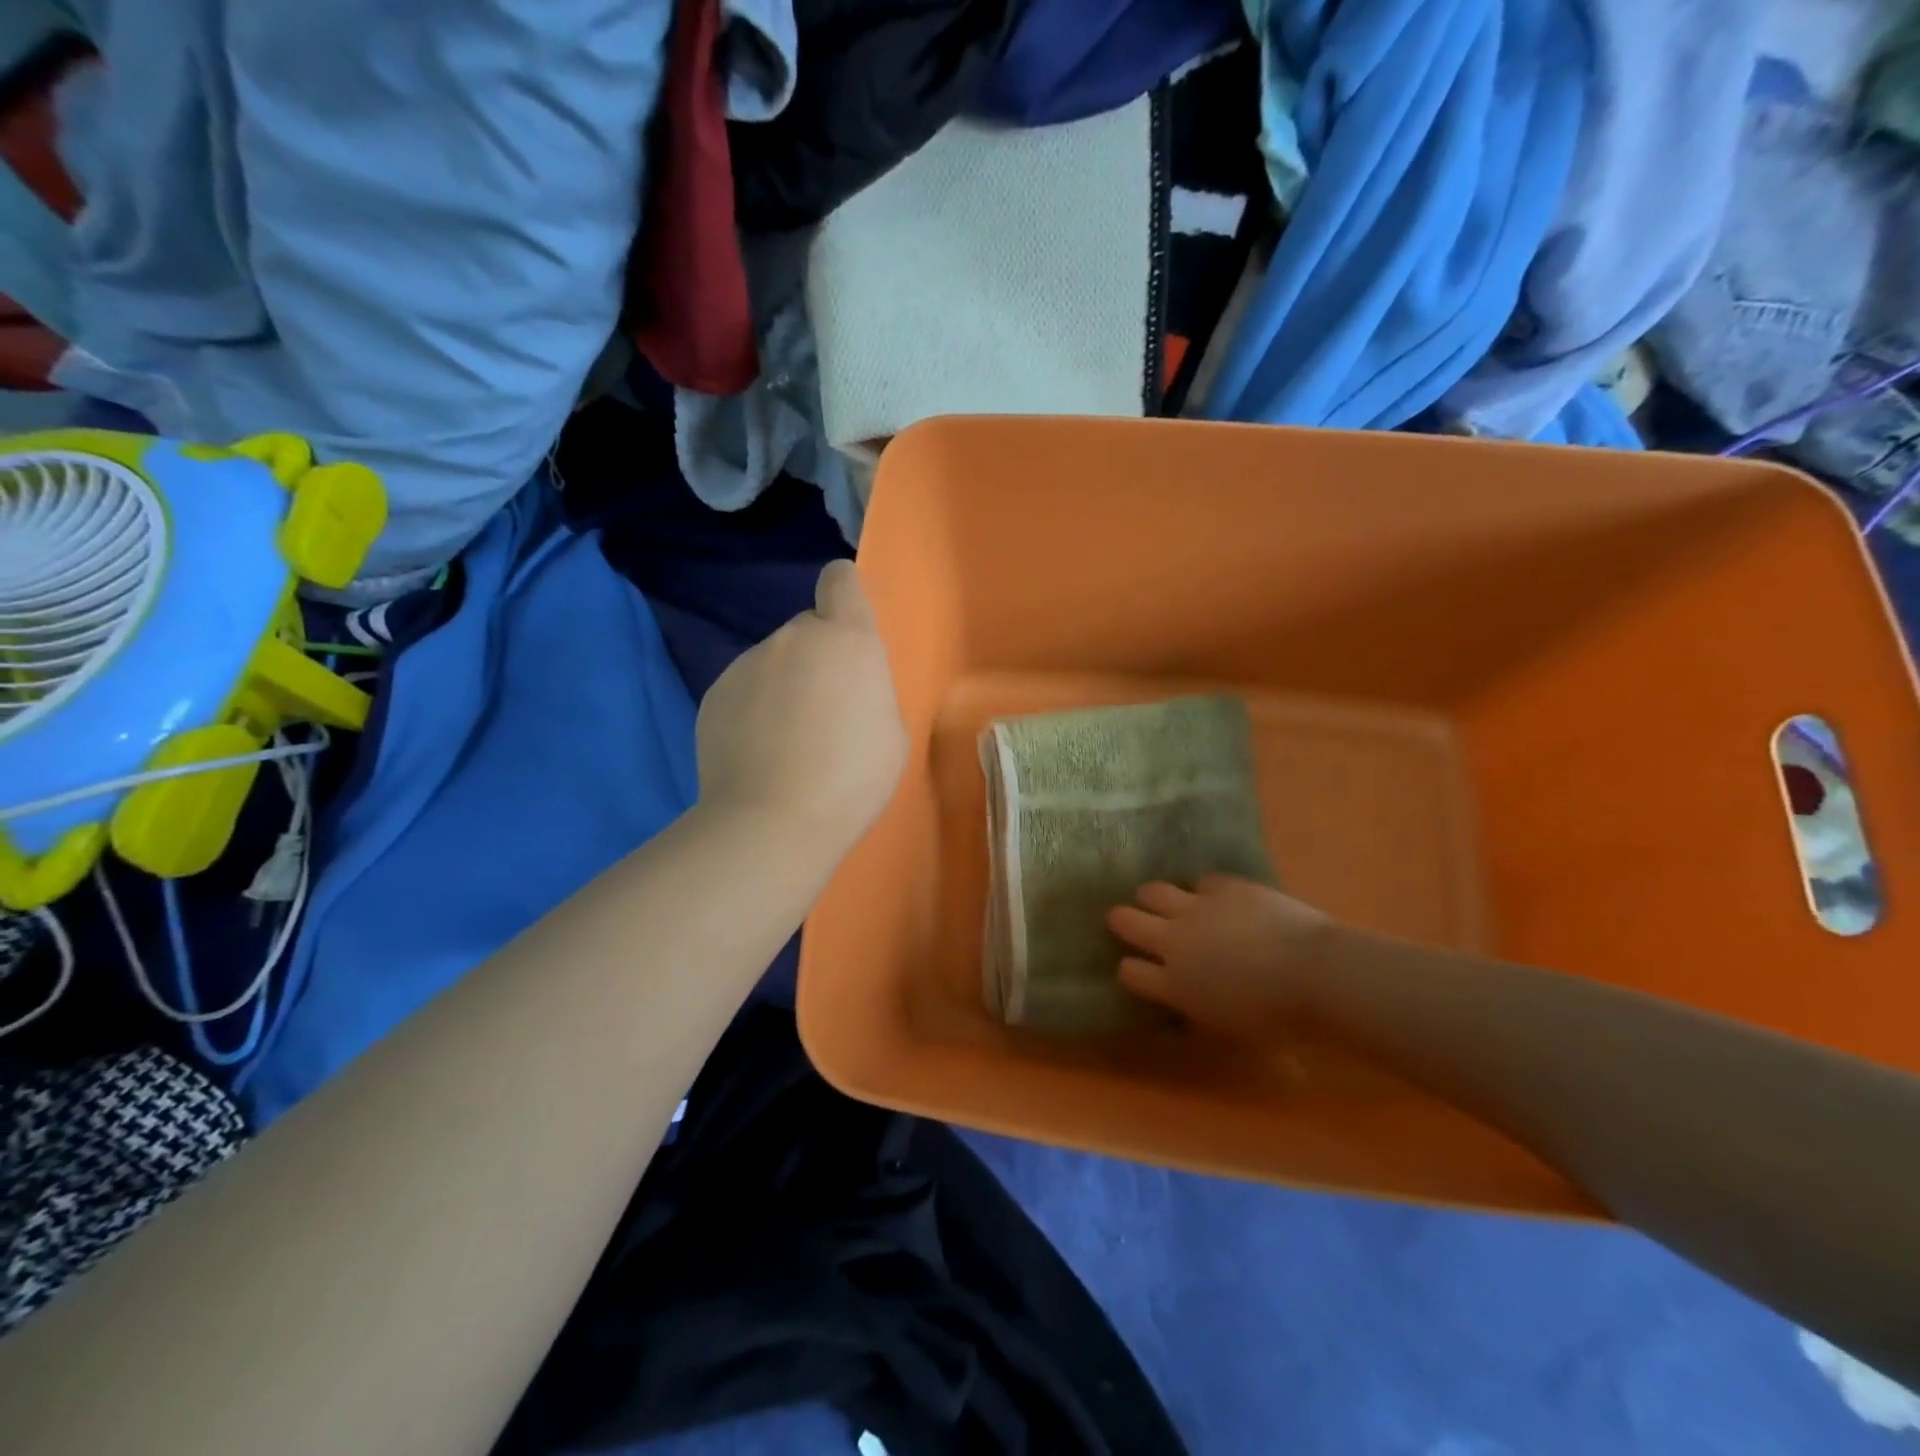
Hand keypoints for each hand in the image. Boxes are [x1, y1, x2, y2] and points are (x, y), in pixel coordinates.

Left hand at [695, 561, 906, 854]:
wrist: (772, 821)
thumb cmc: (852, 778)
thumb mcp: (891, 733)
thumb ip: (869, 693)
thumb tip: (844, 692)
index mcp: (848, 640)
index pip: (841, 580)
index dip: (845, 592)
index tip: (846, 622)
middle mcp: (794, 638)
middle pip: (808, 630)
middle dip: (819, 658)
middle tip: (825, 711)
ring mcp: (747, 664)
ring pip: (773, 662)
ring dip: (783, 685)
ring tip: (787, 742)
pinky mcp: (714, 694)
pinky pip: (743, 690)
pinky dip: (752, 711)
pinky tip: (758, 754)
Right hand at [1106, 877, 1334, 1035]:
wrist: (1316, 974)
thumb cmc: (1279, 1020)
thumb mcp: (1229, 1028)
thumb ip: (1198, 1008)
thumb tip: (1189, 998)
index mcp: (1174, 985)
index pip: (1130, 972)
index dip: (1131, 970)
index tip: (1138, 970)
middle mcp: (1175, 941)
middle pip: (1127, 922)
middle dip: (1122, 921)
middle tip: (1126, 921)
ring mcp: (1197, 908)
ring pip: (1154, 892)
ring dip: (1153, 898)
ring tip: (1161, 901)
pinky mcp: (1226, 887)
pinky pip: (1201, 881)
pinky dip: (1203, 891)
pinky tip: (1215, 897)